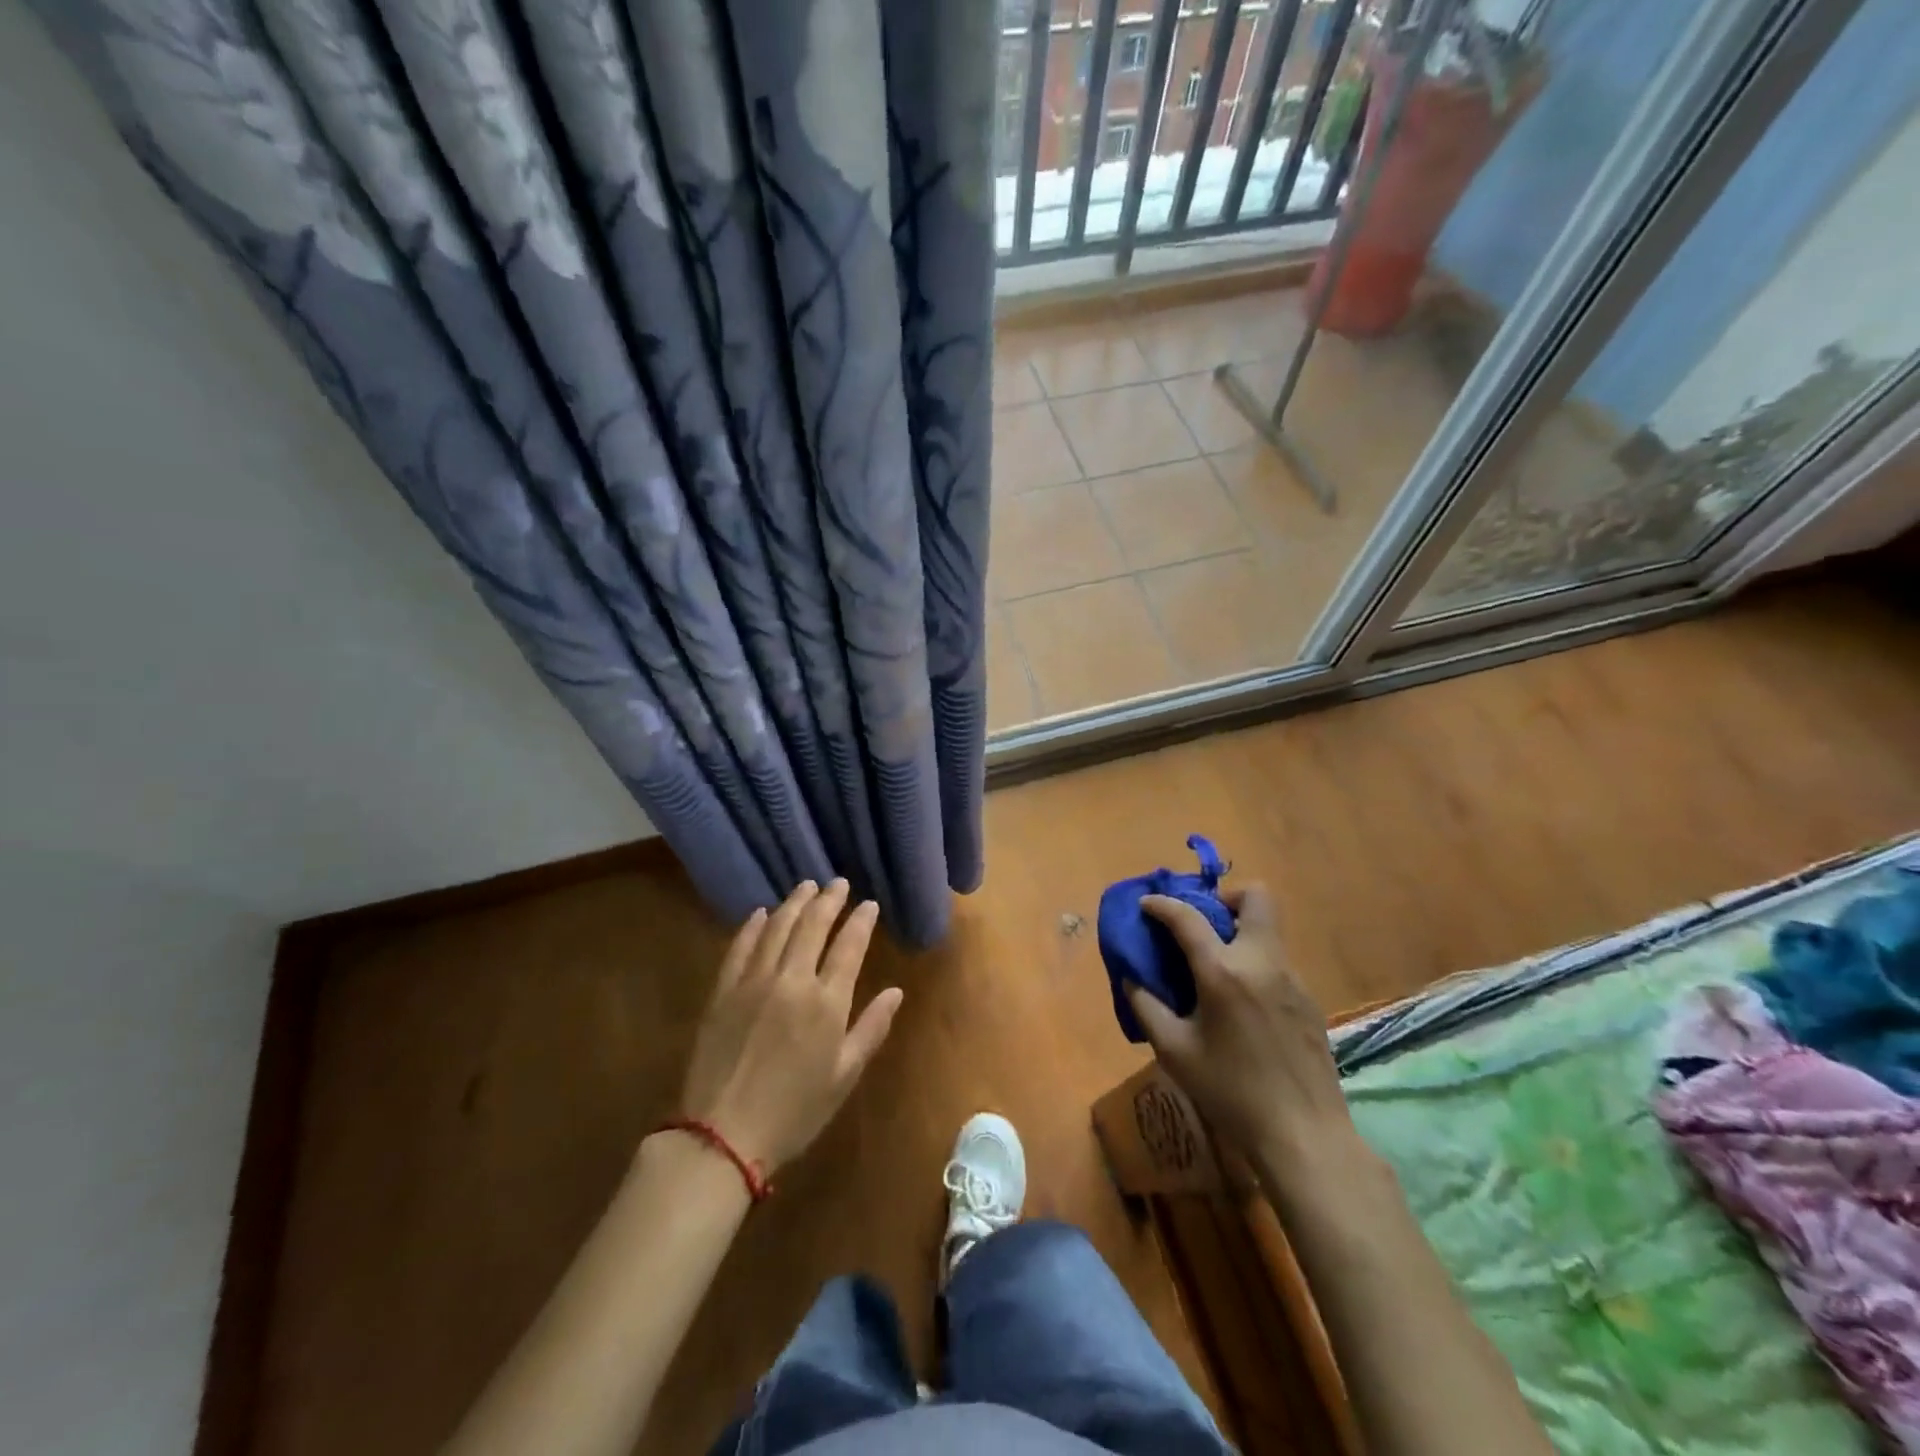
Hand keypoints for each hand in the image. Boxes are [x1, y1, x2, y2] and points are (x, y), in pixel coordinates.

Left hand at [676, 880, 902, 1173]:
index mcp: (826, 1003)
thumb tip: (896, 991)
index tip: (869, 903)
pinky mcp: (722, 991)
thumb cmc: (794, 1112)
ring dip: (794, 903)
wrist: (722, 1136)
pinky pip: (740, 947)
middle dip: (829, 900)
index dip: (861, 920)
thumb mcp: (843, 1076)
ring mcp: (753, 982)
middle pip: (812, 926)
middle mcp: (791, 981)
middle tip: (838, 883)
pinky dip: (752, 925)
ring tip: (807, 886)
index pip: (849, 946)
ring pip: (777, 928)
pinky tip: (761, 913)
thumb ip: (871, 1028)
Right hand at [1126, 883, 1353, 1160]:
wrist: (1304, 1135)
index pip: (1188, 917)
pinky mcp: (1309, 1000)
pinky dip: (1254, 962)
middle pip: (1256, 897)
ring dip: (1239, 931)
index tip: (1147, 904)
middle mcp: (1262, 962)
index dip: (1162, 904)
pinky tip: (1241, 1003)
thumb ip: (1146, 1006)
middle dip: (1225, 897)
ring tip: (1215, 966)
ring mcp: (1292, 979)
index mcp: (1223, 972)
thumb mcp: (1174, 1052)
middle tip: (1202, 923)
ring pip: (1268, 929)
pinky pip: (1277, 961)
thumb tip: (1131, 978)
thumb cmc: (1230, 1092)